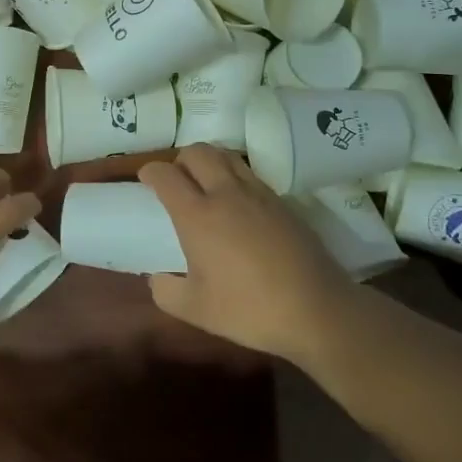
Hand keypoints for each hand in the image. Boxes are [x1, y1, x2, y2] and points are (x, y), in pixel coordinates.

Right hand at [138, 145, 363, 362]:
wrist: (316, 308)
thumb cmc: (249, 309)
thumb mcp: (195, 310)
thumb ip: (166, 291)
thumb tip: (157, 278)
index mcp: (198, 215)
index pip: (166, 175)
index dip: (150, 172)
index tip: (146, 179)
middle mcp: (226, 194)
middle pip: (198, 152)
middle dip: (180, 159)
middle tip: (176, 180)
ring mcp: (258, 194)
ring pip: (227, 156)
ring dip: (209, 161)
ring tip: (205, 184)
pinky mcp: (282, 201)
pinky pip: (250, 174)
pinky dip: (234, 176)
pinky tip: (237, 204)